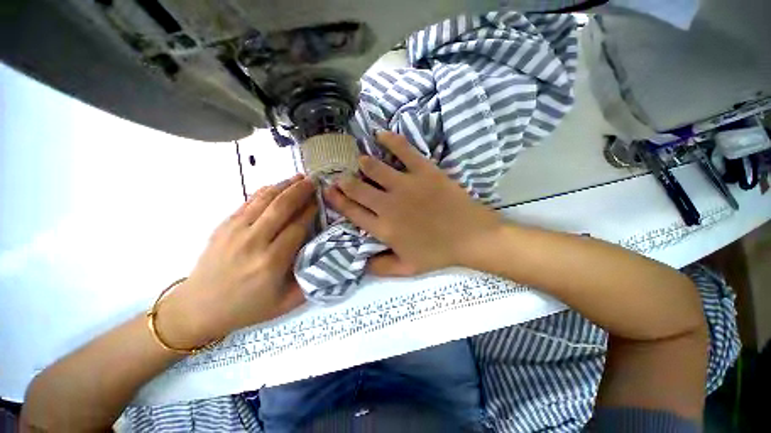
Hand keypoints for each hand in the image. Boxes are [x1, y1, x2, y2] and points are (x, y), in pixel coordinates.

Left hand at [157, 175, 316, 347]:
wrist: (198, 308)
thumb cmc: (248, 308)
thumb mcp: (286, 303)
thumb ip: (310, 280)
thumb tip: (327, 256)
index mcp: (271, 262)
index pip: (298, 227)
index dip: (311, 211)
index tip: (321, 201)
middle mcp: (254, 242)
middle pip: (282, 207)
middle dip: (301, 191)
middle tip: (314, 181)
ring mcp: (235, 231)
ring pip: (265, 200)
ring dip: (284, 186)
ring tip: (299, 178)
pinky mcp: (224, 226)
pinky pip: (249, 202)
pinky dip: (265, 191)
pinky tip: (276, 186)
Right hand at [324, 132, 501, 276]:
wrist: (471, 236)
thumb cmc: (438, 253)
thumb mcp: (407, 269)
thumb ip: (381, 267)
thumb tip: (360, 263)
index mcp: (384, 228)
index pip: (352, 212)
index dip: (337, 201)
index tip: (328, 191)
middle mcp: (389, 205)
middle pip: (357, 188)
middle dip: (344, 181)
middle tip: (339, 175)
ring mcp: (406, 185)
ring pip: (374, 168)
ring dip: (362, 163)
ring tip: (359, 160)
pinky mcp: (424, 171)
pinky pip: (403, 150)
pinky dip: (390, 139)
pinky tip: (380, 134)